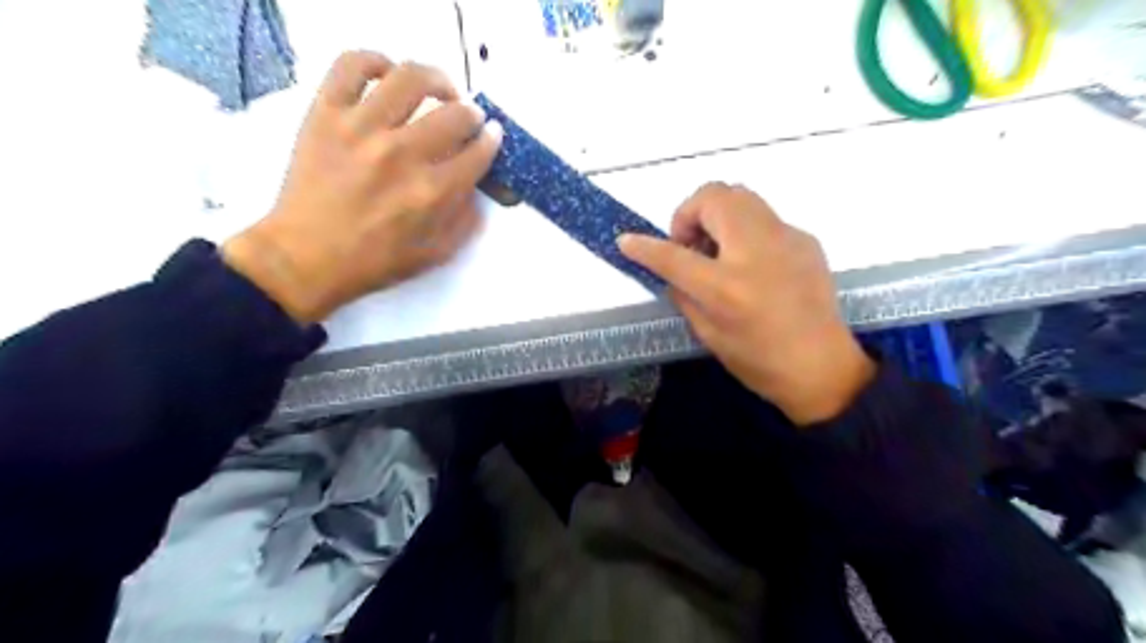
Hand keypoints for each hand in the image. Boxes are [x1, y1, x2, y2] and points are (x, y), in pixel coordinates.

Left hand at [227, 50, 501, 324]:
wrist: (306, 257)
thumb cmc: (374, 261)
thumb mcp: (435, 254)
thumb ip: (465, 221)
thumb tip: (475, 186)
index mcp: (432, 192)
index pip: (477, 153)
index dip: (491, 141)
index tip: (492, 135)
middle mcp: (403, 154)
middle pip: (454, 114)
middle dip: (471, 115)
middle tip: (467, 119)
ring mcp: (361, 128)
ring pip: (410, 78)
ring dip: (437, 80)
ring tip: (439, 90)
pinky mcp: (326, 113)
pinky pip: (352, 65)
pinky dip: (375, 60)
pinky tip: (388, 75)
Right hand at [617, 182, 878, 425]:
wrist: (823, 367)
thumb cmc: (759, 361)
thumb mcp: (708, 335)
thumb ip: (683, 294)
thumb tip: (670, 268)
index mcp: (726, 287)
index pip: (673, 255)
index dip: (644, 246)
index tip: (626, 241)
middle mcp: (756, 252)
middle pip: (713, 196)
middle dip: (689, 213)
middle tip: (689, 245)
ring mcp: (786, 239)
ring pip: (740, 195)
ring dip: (716, 213)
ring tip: (716, 249)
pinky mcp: (805, 239)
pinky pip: (763, 217)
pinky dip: (744, 228)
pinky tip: (750, 262)